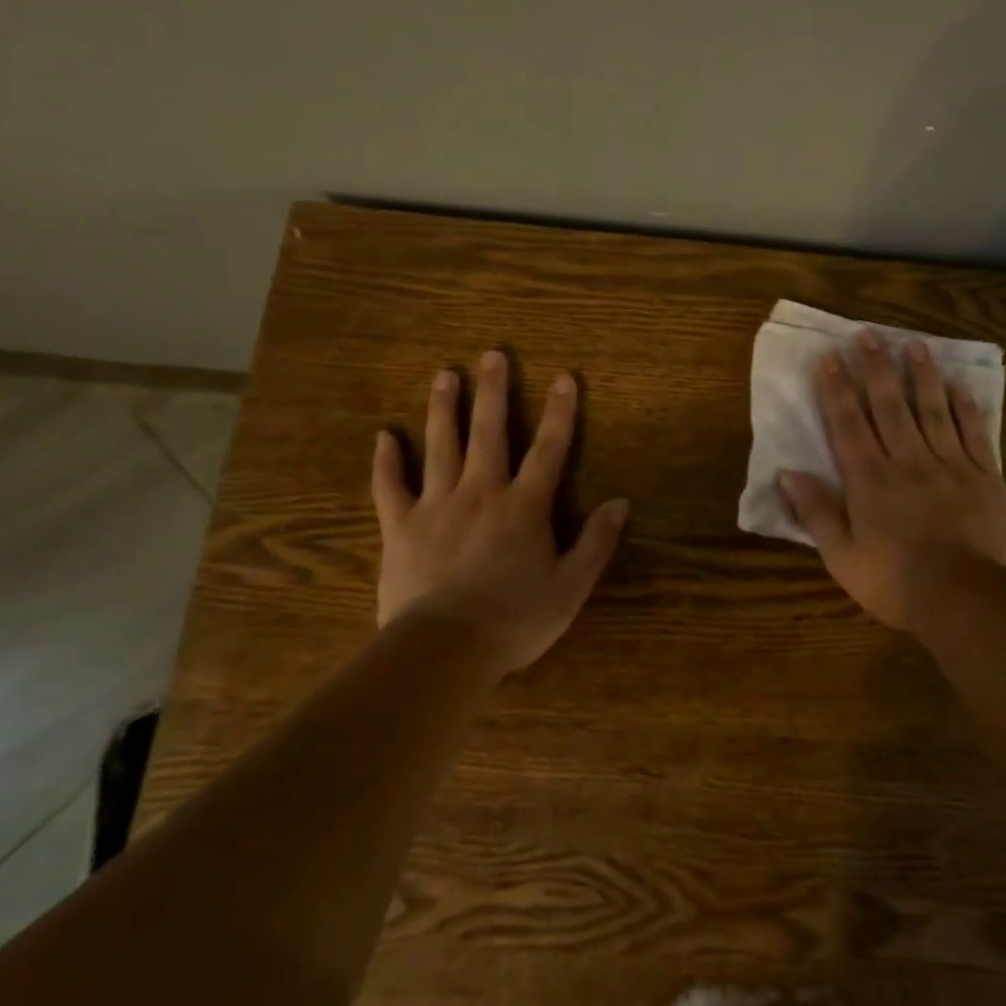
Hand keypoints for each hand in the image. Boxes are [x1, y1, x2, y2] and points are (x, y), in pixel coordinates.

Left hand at [370, 351, 628, 675]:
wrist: (444, 649)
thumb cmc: (515, 619)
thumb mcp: (571, 586)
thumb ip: (596, 542)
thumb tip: (620, 502)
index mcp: (525, 506)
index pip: (549, 449)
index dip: (560, 412)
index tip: (565, 377)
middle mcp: (481, 492)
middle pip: (490, 432)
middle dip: (494, 392)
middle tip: (492, 355)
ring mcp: (437, 506)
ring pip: (441, 446)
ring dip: (444, 409)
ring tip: (444, 375)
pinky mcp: (400, 527)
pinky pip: (390, 486)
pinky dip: (387, 461)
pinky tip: (384, 436)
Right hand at [778, 330, 1005, 629]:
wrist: (965, 599)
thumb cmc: (895, 582)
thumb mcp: (842, 557)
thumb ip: (816, 513)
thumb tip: (788, 474)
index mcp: (870, 480)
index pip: (848, 424)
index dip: (836, 389)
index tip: (828, 357)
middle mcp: (908, 461)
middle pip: (889, 406)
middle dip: (875, 368)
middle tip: (868, 334)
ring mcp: (951, 466)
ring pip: (933, 410)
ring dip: (922, 375)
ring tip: (913, 344)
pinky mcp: (986, 478)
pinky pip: (976, 434)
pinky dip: (967, 408)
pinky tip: (961, 386)